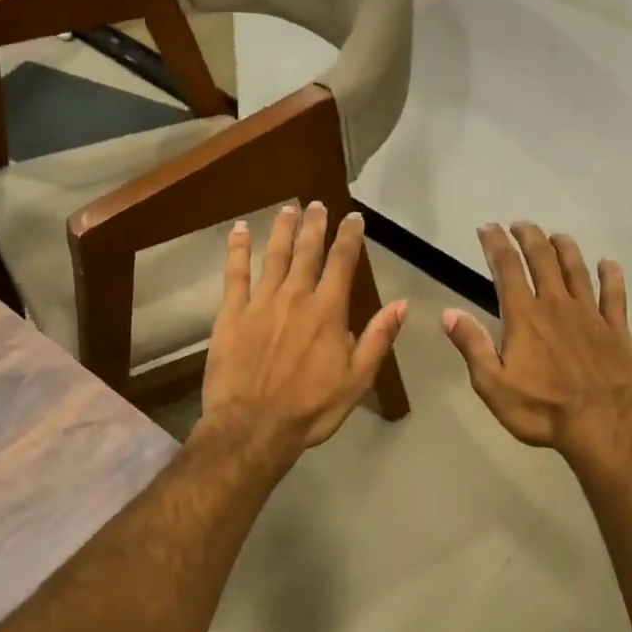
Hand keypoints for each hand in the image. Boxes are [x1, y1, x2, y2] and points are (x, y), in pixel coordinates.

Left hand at [200, 202, 407, 464]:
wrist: (253, 426)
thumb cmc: (310, 408)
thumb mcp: (357, 380)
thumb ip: (377, 338)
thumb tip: (401, 304)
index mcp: (328, 311)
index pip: (342, 263)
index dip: (349, 237)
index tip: (353, 218)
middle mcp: (296, 297)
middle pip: (307, 252)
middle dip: (315, 225)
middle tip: (318, 205)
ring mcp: (260, 303)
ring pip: (274, 256)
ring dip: (283, 230)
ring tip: (289, 209)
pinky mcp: (231, 314)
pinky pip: (234, 274)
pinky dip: (237, 250)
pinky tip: (239, 230)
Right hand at [443, 224, 631, 464]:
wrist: (605, 425)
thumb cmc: (542, 409)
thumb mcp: (493, 384)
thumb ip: (472, 345)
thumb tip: (449, 313)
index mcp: (524, 316)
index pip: (506, 268)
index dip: (495, 244)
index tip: (487, 228)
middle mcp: (556, 305)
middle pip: (542, 259)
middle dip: (528, 237)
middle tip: (519, 225)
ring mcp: (590, 314)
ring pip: (576, 269)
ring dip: (565, 248)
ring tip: (556, 236)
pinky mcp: (616, 329)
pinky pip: (614, 294)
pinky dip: (610, 276)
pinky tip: (608, 264)